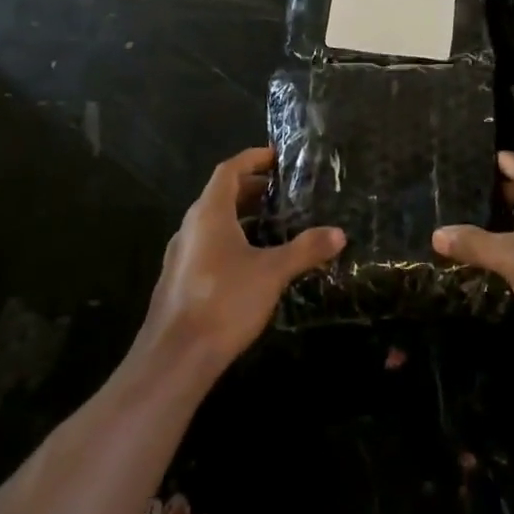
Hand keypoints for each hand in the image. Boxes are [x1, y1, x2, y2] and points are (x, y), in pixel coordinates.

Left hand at [137, 146, 344, 375]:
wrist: (175, 357)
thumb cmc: (224, 302)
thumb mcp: (272, 273)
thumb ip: (305, 250)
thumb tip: (338, 233)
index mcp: (209, 214)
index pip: (228, 171)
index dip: (251, 159)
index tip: (274, 156)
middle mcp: (190, 227)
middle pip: (219, 195)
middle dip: (249, 188)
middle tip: (279, 190)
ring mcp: (180, 255)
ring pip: (211, 222)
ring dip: (239, 215)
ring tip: (270, 223)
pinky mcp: (179, 280)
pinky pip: (206, 245)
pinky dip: (228, 239)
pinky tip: (249, 261)